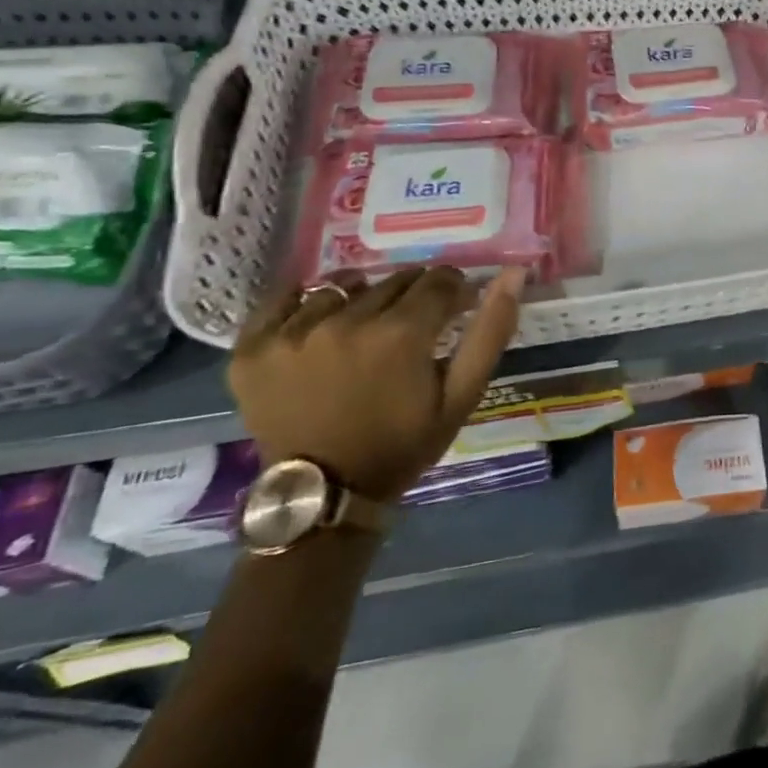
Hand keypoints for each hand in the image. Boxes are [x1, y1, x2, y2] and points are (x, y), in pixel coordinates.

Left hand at [229, 265, 525, 501]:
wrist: (326, 494)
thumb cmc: (403, 443)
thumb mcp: (461, 395)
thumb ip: (491, 331)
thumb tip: (514, 273)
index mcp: (401, 333)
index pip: (439, 280)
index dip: (454, 291)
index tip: (455, 309)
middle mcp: (346, 321)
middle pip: (394, 280)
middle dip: (414, 296)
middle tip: (413, 327)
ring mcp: (294, 333)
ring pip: (344, 286)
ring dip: (363, 297)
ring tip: (366, 327)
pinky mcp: (253, 347)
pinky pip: (282, 299)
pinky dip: (304, 302)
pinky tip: (319, 321)